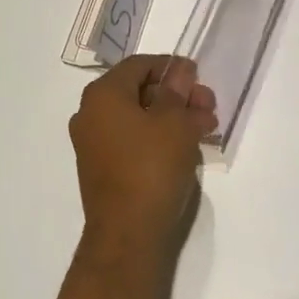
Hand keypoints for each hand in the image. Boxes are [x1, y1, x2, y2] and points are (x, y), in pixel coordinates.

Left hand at [69, 55, 215, 266]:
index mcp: (102, 93)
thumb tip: (181, 71)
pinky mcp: (101, 167)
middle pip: (138, 91)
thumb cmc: (151, 167)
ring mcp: (92, 142)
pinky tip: (185, 147)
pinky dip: (156, 137)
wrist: (127, 233)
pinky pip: (131, 140)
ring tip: (204, 128)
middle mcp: (90, 112)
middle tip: (208, 106)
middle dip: (176, 95)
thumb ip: (179, 91)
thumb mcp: (174, 123)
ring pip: (137, 117)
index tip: (199, 77)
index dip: (171, 67)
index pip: (139, 65)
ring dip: (171, 117)